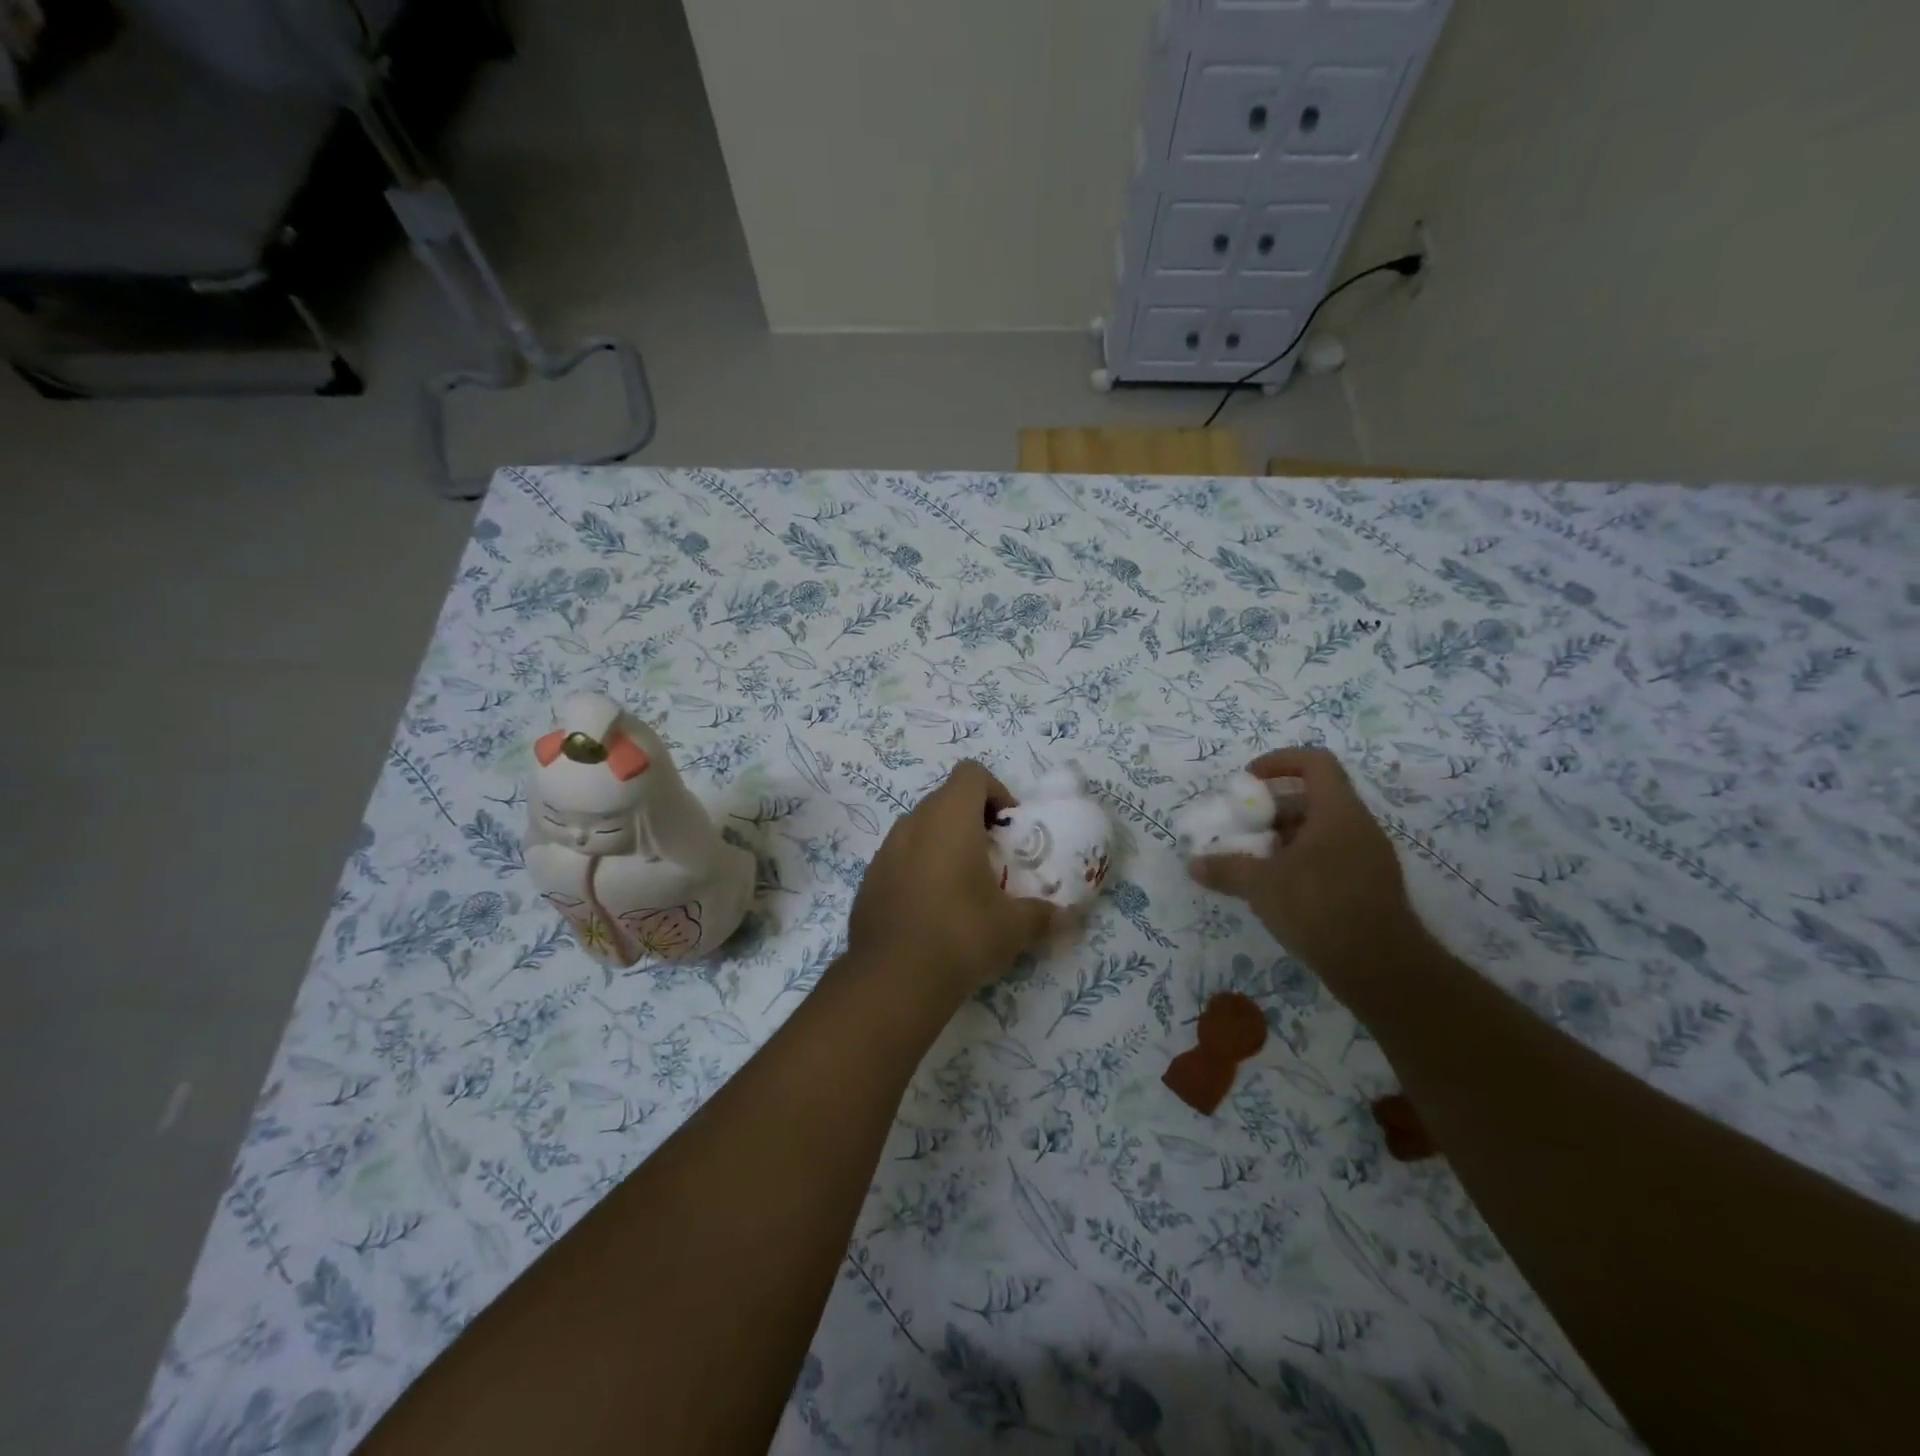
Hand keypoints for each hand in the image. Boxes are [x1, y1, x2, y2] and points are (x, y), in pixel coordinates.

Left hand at [848, 760, 1059, 999]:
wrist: (891, 980)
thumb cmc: (960, 935)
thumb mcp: (1013, 927)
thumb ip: (1043, 914)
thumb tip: (1069, 917)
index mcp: (949, 818)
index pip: (971, 773)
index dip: (995, 791)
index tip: (1009, 829)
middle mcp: (913, 823)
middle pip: (945, 799)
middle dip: (972, 819)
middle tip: (993, 858)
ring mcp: (885, 850)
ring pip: (920, 828)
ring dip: (944, 843)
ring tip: (964, 884)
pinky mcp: (869, 879)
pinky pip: (900, 857)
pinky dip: (919, 868)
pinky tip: (932, 908)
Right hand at [1188, 748, 1429, 999]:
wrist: (1382, 969)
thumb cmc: (1319, 908)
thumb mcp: (1261, 886)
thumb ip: (1226, 869)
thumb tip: (1193, 864)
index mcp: (1337, 812)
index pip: (1314, 762)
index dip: (1279, 762)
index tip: (1248, 781)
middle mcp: (1358, 826)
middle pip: (1313, 798)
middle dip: (1273, 808)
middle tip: (1243, 827)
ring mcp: (1369, 857)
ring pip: (1321, 830)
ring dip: (1285, 837)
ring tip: (1254, 860)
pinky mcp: (1371, 886)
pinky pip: (1332, 856)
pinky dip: (1302, 860)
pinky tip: (1278, 889)